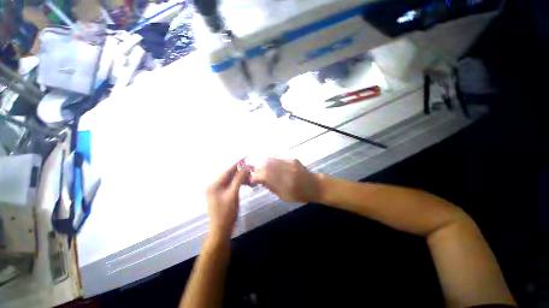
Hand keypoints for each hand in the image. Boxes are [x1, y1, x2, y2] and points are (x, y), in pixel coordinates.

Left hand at [206, 164, 249, 241]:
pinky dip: (238, 184)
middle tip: (252, 171)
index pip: (228, 170)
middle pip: (230, 175)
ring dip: (241, 178)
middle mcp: (214, 185)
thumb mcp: (233, 194)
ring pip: (231, 180)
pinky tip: (245, 184)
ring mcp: (217, 191)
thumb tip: (245, 167)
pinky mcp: (221, 195)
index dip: (238, 164)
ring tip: (250, 179)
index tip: (247, 158)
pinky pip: (231, 185)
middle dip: (241, 172)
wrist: (221, 229)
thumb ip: (239, 179)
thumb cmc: (227, 212)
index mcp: (214, 184)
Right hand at [250, 158, 323, 202]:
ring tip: (264, 171)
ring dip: (264, 166)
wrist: (314, 185)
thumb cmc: (299, 195)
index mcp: (284, 183)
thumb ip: (271, 186)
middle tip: (257, 175)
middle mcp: (286, 171)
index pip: (264, 176)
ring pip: (271, 160)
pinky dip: (273, 163)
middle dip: (258, 170)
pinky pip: (278, 159)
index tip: (251, 180)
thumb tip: (259, 180)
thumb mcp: (283, 196)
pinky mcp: (292, 159)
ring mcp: (289, 163)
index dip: (255, 176)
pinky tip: (274, 168)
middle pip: (266, 166)